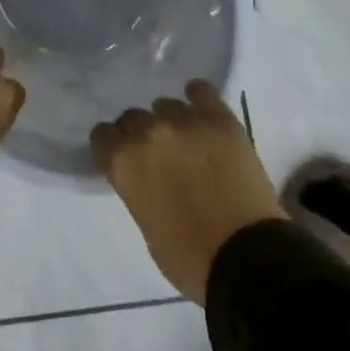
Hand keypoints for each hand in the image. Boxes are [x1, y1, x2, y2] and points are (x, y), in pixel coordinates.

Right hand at [91, 81, 283, 303]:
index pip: (101, 135)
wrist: (248, 259)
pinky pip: (201, 90)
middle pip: (132, 117)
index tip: (124, 161)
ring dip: (170, 122)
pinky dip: (198, 100)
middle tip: (159, 156)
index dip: (112, 149)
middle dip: (140, 135)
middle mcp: (148, 132)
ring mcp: (184, 121)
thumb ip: (136, 187)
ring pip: (165, 105)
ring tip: (187, 141)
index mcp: (123, 162)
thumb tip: (144, 174)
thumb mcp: (146, 225)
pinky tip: (202, 114)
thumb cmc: (190, 257)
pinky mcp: (218, 118)